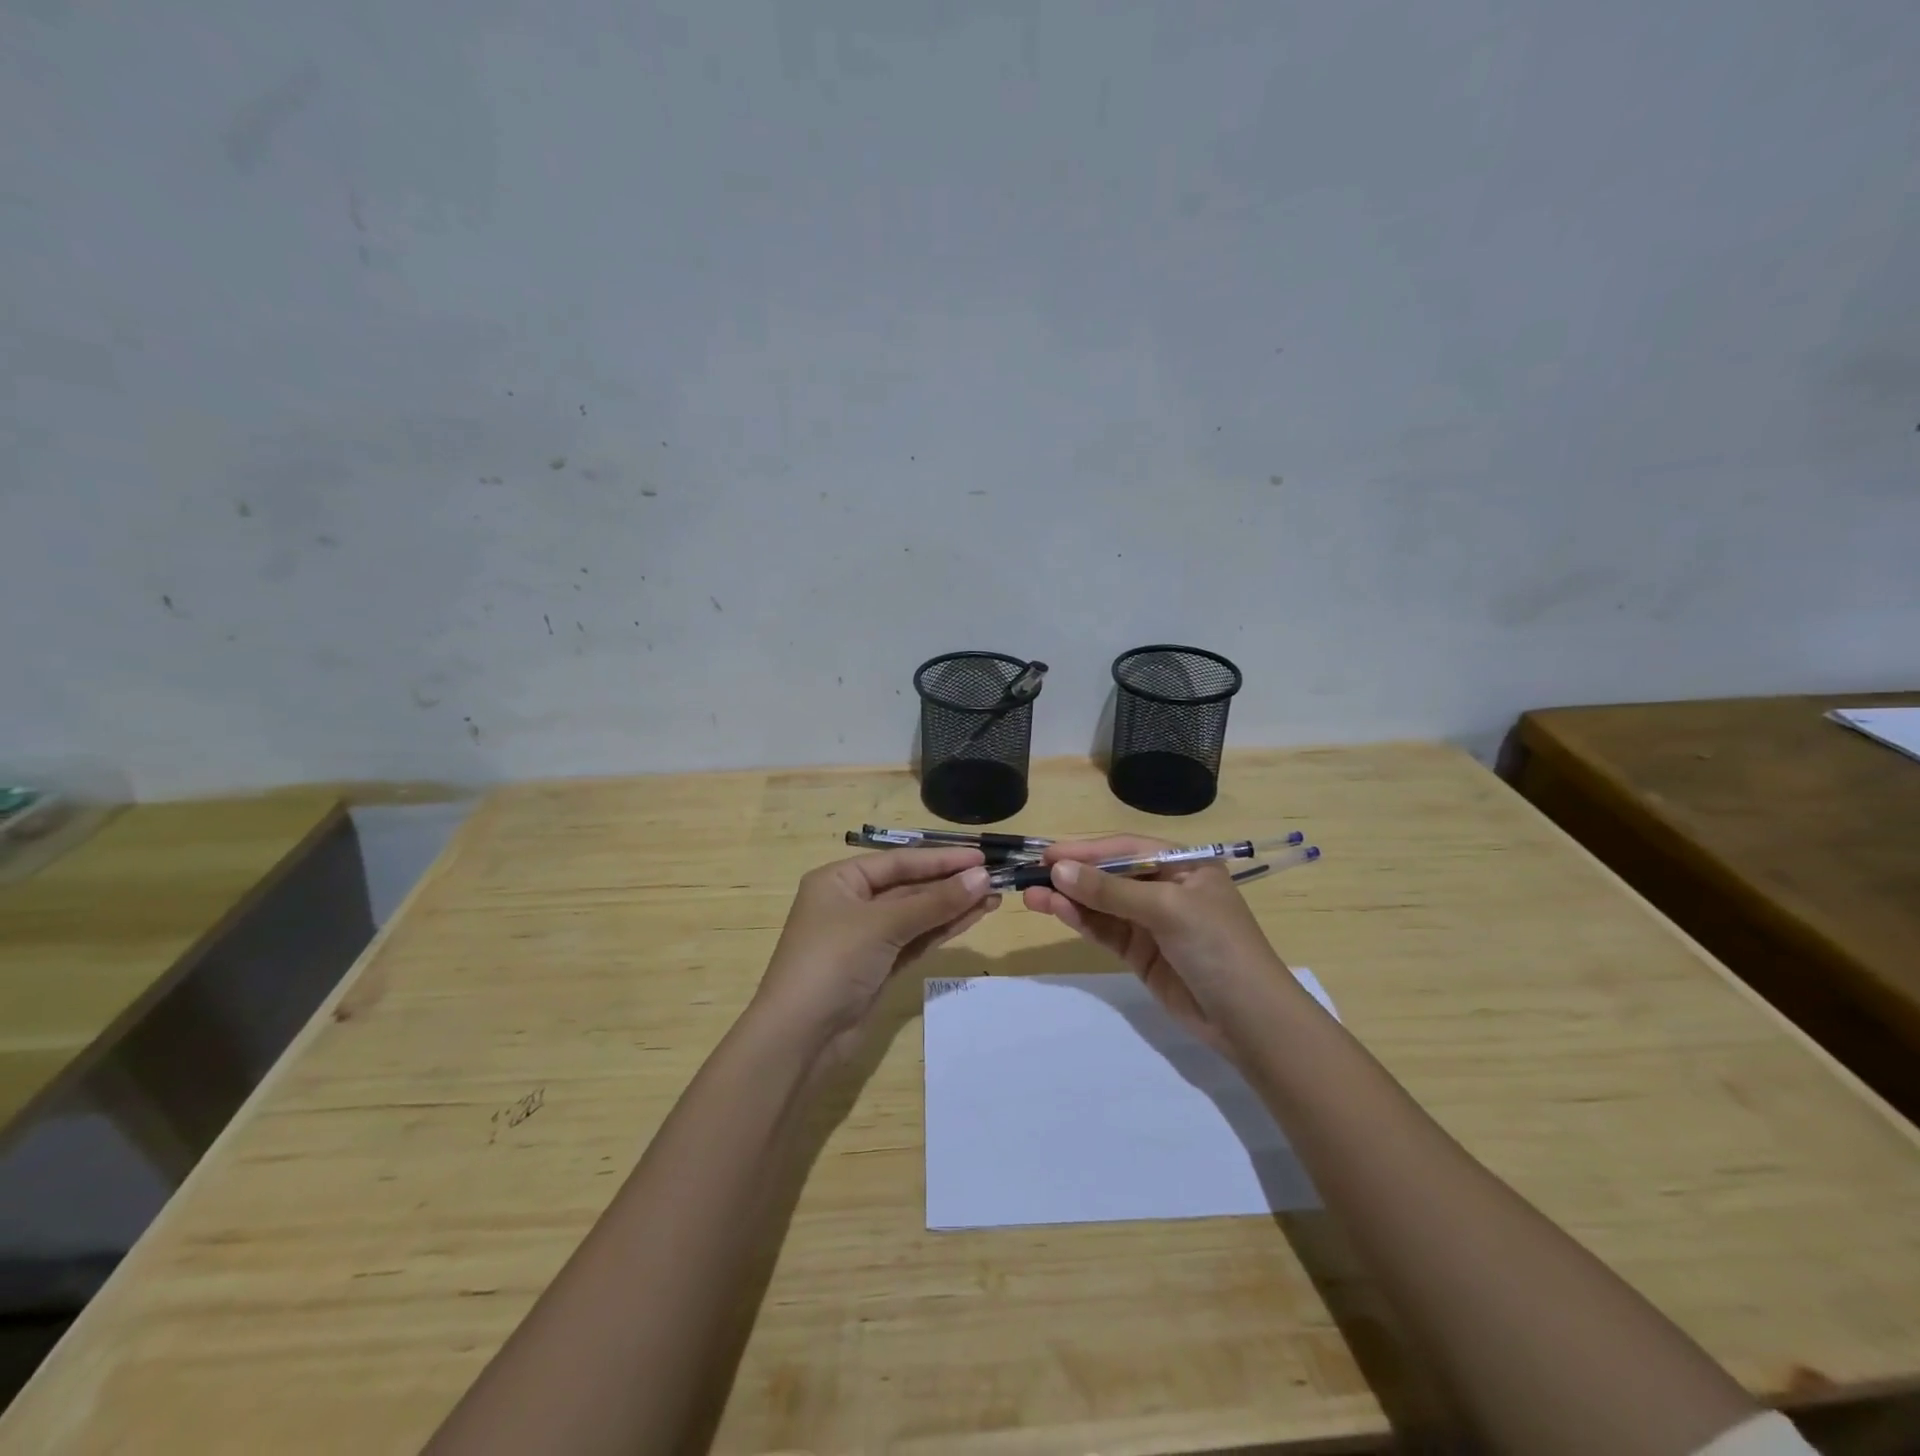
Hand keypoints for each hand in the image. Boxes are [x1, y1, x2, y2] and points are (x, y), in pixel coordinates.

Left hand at [755, 848, 998, 1060]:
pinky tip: (972, 918)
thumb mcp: (883, 925)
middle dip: (950, 883)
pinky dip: (942, 929)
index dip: (941, 859)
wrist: (800, 1038)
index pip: (899, 861)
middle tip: (995, 878)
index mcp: (840, 880)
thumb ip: (934, 902)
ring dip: (953, 906)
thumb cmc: (833, 962)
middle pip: (909, 886)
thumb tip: (981, 877)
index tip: (981, 857)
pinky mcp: (879, 967)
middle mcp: (852, 903)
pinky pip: (916, 939)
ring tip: (994, 897)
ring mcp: (866, 937)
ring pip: (917, 914)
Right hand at [1022, 836, 1288, 1055]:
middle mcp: (1165, 887)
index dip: (1086, 850)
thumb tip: (1058, 870)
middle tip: (1030, 875)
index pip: (1126, 849)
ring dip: (1068, 898)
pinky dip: (1081, 920)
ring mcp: (1151, 921)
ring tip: (1030, 895)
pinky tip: (1056, 911)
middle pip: (1110, 875)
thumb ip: (1111, 891)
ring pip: (1102, 903)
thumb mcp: (1167, 910)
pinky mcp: (1140, 952)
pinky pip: (1105, 929)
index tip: (1047, 854)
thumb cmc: (1217, 947)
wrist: (1249, 1020)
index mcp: (1183, 864)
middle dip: (1072, 874)